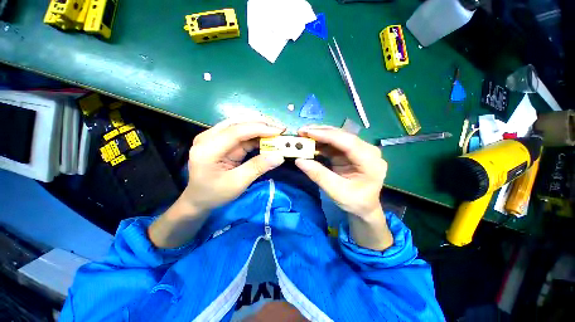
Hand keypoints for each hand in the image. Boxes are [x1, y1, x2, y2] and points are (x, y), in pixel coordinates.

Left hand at [149, 118, 285, 248]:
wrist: (198, 198)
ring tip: (276, 131)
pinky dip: (255, 134)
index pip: (236, 131)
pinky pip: (240, 133)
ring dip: (259, 127)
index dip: (259, 129)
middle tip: (280, 128)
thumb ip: (257, 167)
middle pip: (237, 123)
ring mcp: (213, 137)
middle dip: (261, 124)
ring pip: (240, 124)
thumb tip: (279, 156)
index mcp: (207, 149)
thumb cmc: (214, 194)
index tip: (279, 131)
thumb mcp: (237, 184)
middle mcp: (208, 137)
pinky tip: (267, 137)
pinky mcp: (220, 140)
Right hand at [295, 125, 391, 249]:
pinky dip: (321, 142)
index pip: (348, 142)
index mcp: (370, 161)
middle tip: (301, 131)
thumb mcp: (336, 192)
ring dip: (319, 135)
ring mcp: (358, 149)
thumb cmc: (355, 202)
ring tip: (302, 134)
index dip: (327, 135)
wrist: (364, 206)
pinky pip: (334, 143)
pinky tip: (310, 142)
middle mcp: (367, 150)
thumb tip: (299, 160)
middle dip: (320, 132)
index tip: (308, 132)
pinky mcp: (349, 152)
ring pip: (337, 137)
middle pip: (342, 136)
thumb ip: (319, 175)